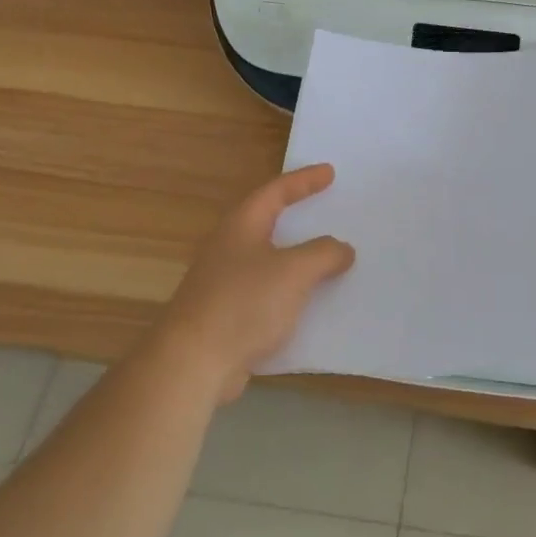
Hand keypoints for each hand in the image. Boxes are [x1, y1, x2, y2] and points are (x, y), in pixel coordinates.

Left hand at [147, 164, 355, 402]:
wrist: (193, 364)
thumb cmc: (243, 304)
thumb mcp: (294, 271)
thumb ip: (324, 254)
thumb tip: (343, 249)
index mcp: (241, 226)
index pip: (275, 191)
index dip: (303, 180)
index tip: (329, 172)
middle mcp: (229, 248)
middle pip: (267, 222)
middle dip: (297, 216)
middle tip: (327, 209)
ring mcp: (224, 283)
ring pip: (268, 260)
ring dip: (296, 257)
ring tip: (326, 258)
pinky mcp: (226, 315)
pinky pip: (267, 292)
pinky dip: (290, 291)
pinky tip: (309, 304)